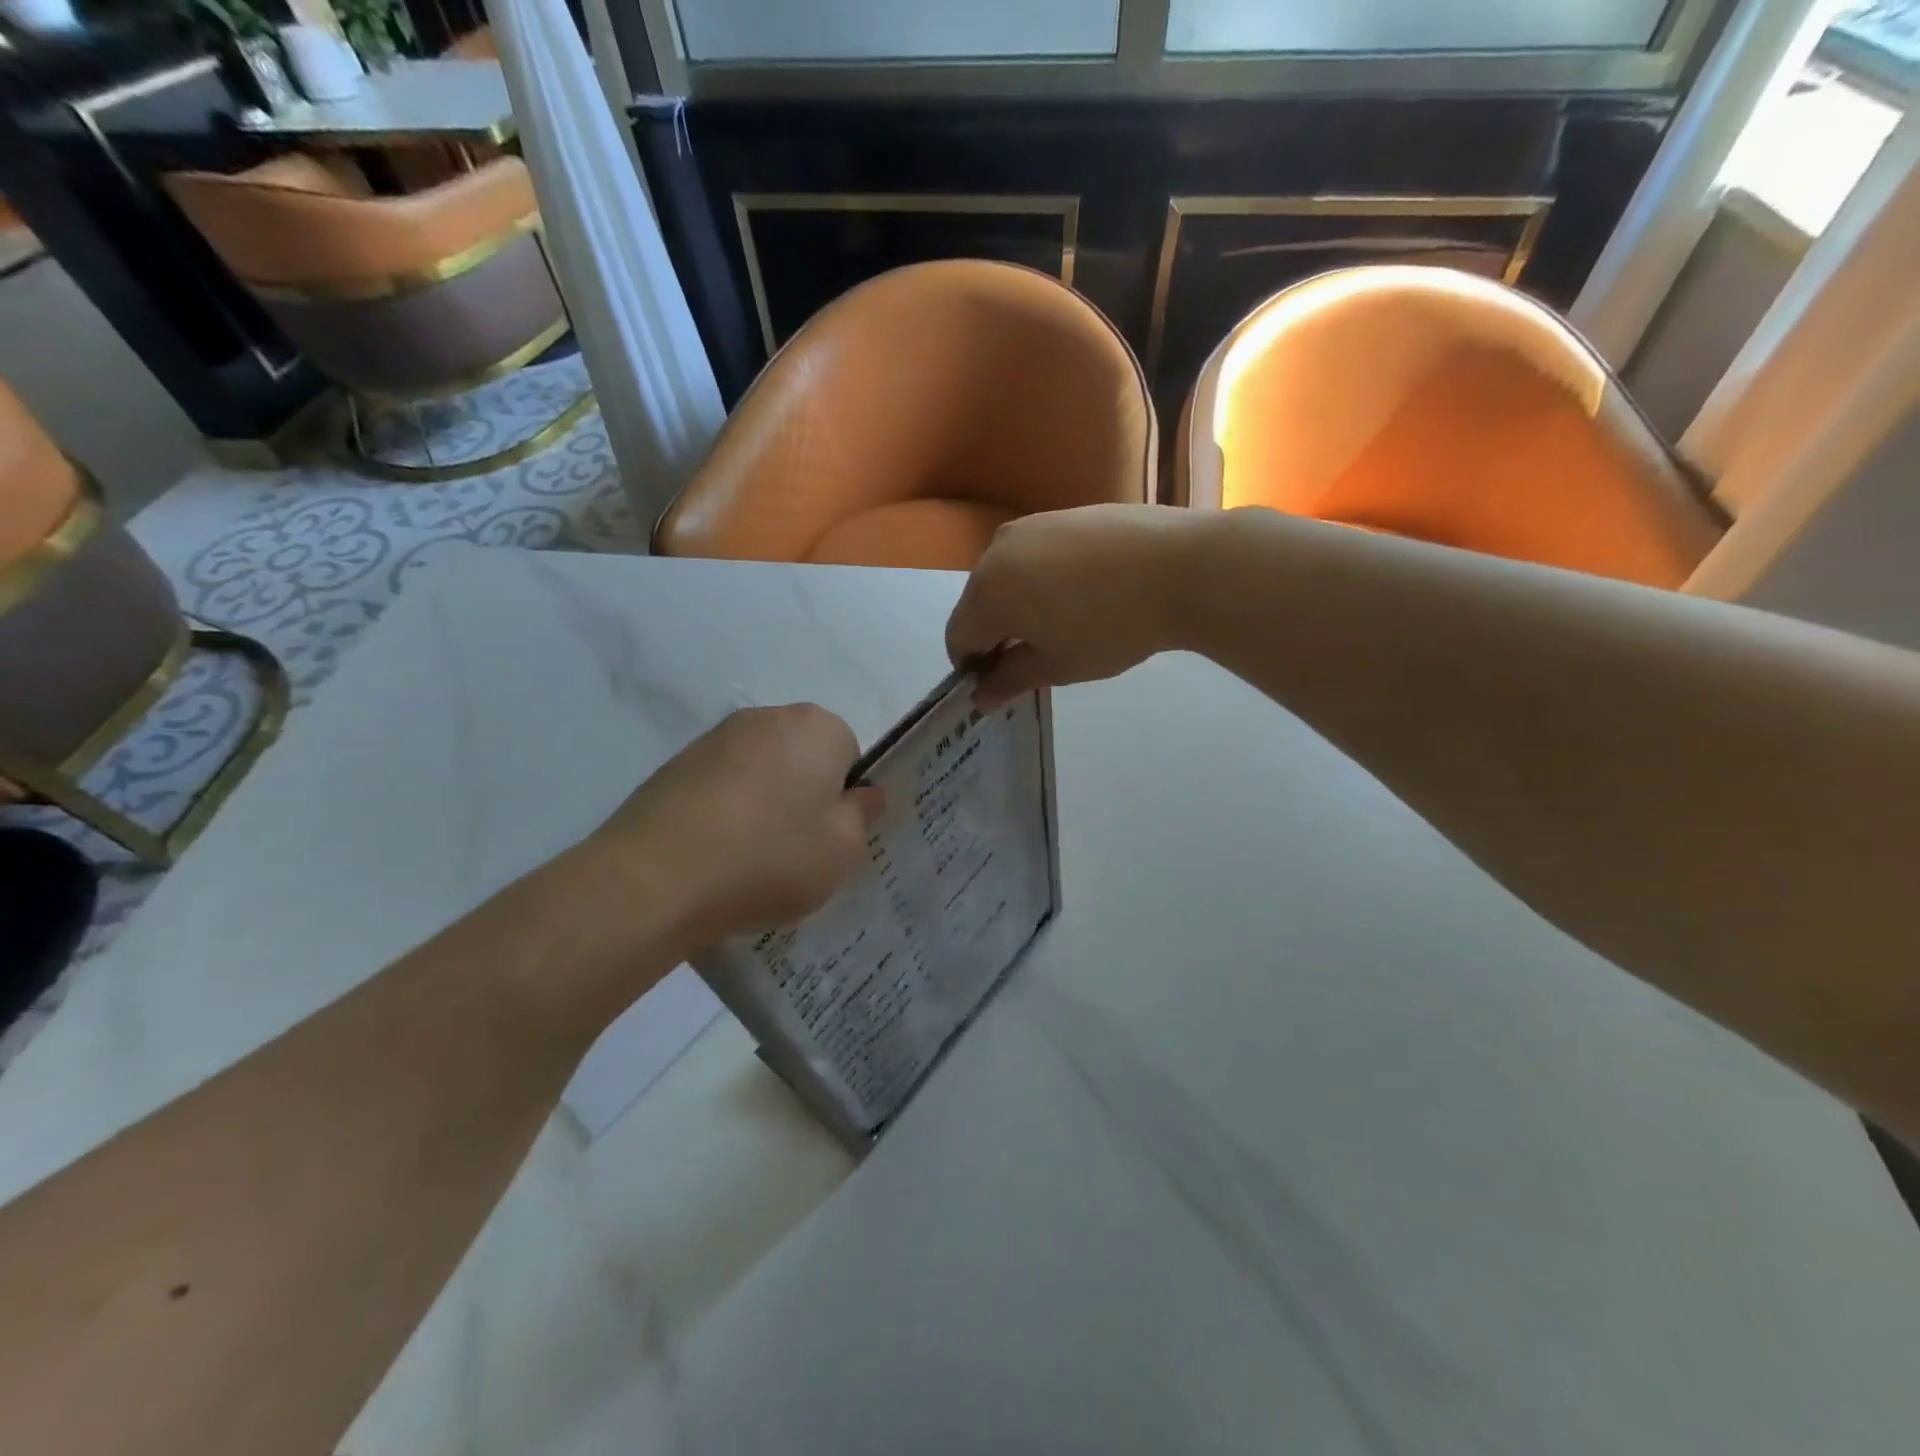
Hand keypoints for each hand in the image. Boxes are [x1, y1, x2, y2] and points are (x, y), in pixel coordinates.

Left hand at [587, 705, 883, 958]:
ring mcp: (714, 739)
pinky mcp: (675, 765)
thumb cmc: (770, 857)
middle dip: (804, 796)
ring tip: (749, 858)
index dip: (844, 798)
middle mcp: (767, 717)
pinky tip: (714, 854)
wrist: (656, 877)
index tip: (829, 837)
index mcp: (817, 727)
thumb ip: (864, 814)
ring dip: (763, 804)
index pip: (849, 754)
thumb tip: (864, 793)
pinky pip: (720, 787)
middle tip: (796, 849)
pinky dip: (725, 813)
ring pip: (760, 772)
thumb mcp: (844, 849)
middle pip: (803, 757)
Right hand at [946, 505, 1203, 706]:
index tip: (1003, 683)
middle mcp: (996, 551)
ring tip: (1060, 623)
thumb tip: (980, 697)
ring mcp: (1030, 526)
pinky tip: (1081, 592)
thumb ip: (1010, 680)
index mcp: (988, 593)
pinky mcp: (1062, 514)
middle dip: (994, 634)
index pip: (958, 637)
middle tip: (1032, 657)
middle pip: (977, 603)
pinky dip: (1041, 577)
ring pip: (1005, 575)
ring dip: (1017, 604)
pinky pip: (1034, 554)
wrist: (1182, 567)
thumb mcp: (1058, 666)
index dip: (973, 667)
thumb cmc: (1111, 627)